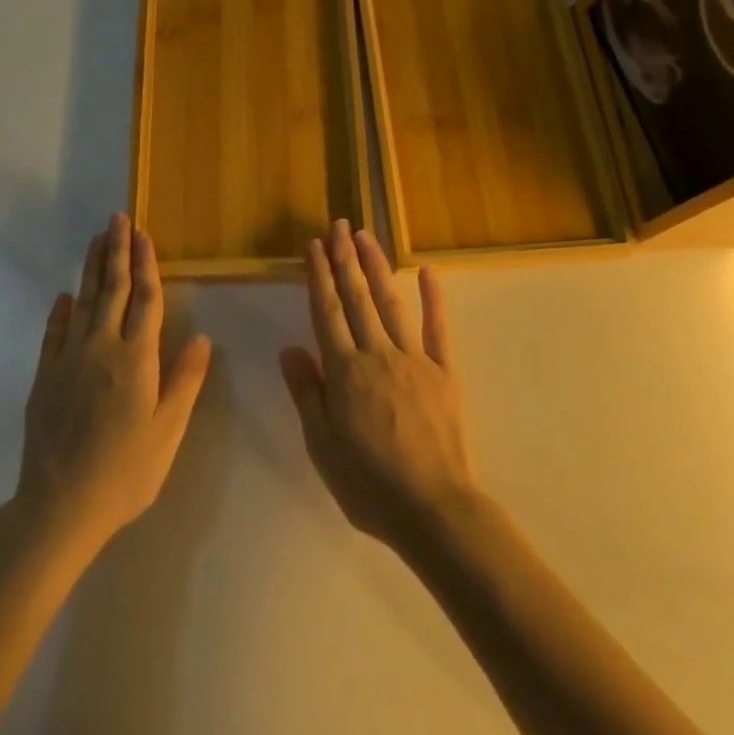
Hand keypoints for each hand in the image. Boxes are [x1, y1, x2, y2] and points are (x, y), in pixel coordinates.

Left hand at [15, 213, 211, 559]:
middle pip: (111, 290)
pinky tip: (65, 296)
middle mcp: (101, 348)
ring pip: (83, 302)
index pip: (145, 300)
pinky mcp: (45, 377)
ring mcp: (68, 360)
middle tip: (117, 219)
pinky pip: (53, 333)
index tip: (144, 235)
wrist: (58, 508)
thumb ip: (184, 381)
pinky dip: (60, 311)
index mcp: (136, 360)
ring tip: (97, 240)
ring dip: (91, 269)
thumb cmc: (125, 473)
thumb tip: (202, 337)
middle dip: (117, 252)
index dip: (146, 265)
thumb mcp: (167, 433)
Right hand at [278, 220, 477, 557]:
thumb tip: (289, 348)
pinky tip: (427, 272)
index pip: (327, 312)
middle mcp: (377, 354)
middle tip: (338, 225)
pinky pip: (437, 328)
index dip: (319, 276)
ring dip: (377, 266)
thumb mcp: (322, 447)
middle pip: (357, 298)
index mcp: (345, 372)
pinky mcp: (444, 371)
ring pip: (391, 302)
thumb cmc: (369, 484)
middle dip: (345, 258)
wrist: (434, 509)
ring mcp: (414, 359)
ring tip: (366, 236)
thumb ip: (307, 393)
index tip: (313, 245)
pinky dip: (433, 298)